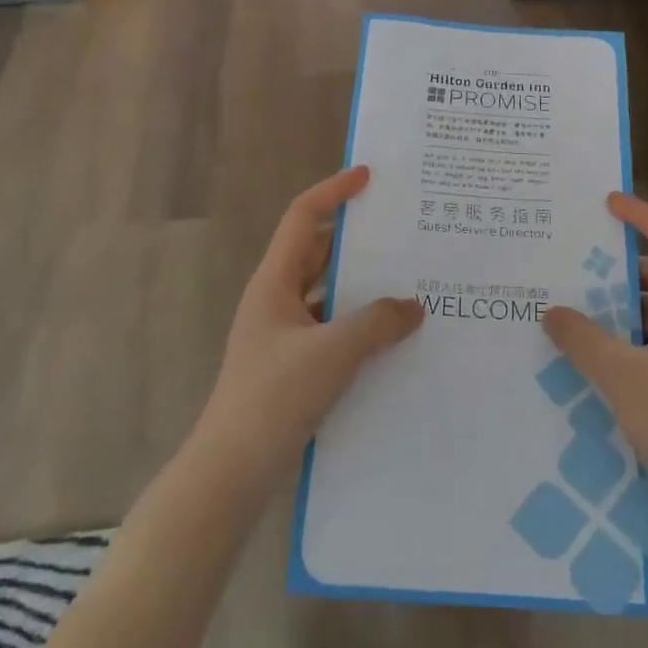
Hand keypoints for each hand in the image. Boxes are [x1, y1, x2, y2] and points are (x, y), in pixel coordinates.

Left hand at [192, 167, 423, 490]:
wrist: (232, 471)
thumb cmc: (274, 398)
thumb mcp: (332, 353)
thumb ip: (377, 323)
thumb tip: (415, 305)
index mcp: (274, 282)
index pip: (303, 218)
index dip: (333, 191)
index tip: (368, 176)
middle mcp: (277, 300)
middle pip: (318, 252)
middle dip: (357, 239)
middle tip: (403, 230)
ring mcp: (284, 335)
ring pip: (328, 293)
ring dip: (362, 286)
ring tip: (410, 280)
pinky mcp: (294, 365)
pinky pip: (332, 328)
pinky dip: (359, 324)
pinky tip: (393, 336)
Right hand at [542, 194, 647, 536]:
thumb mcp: (623, 377)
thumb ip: (583, 339)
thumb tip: (551, 311)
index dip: (643, 216)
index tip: (607, 202)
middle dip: (620, 269)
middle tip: (574, 261)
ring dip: (620, 308)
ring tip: (572, 303)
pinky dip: (626, 339)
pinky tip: (590, 351)